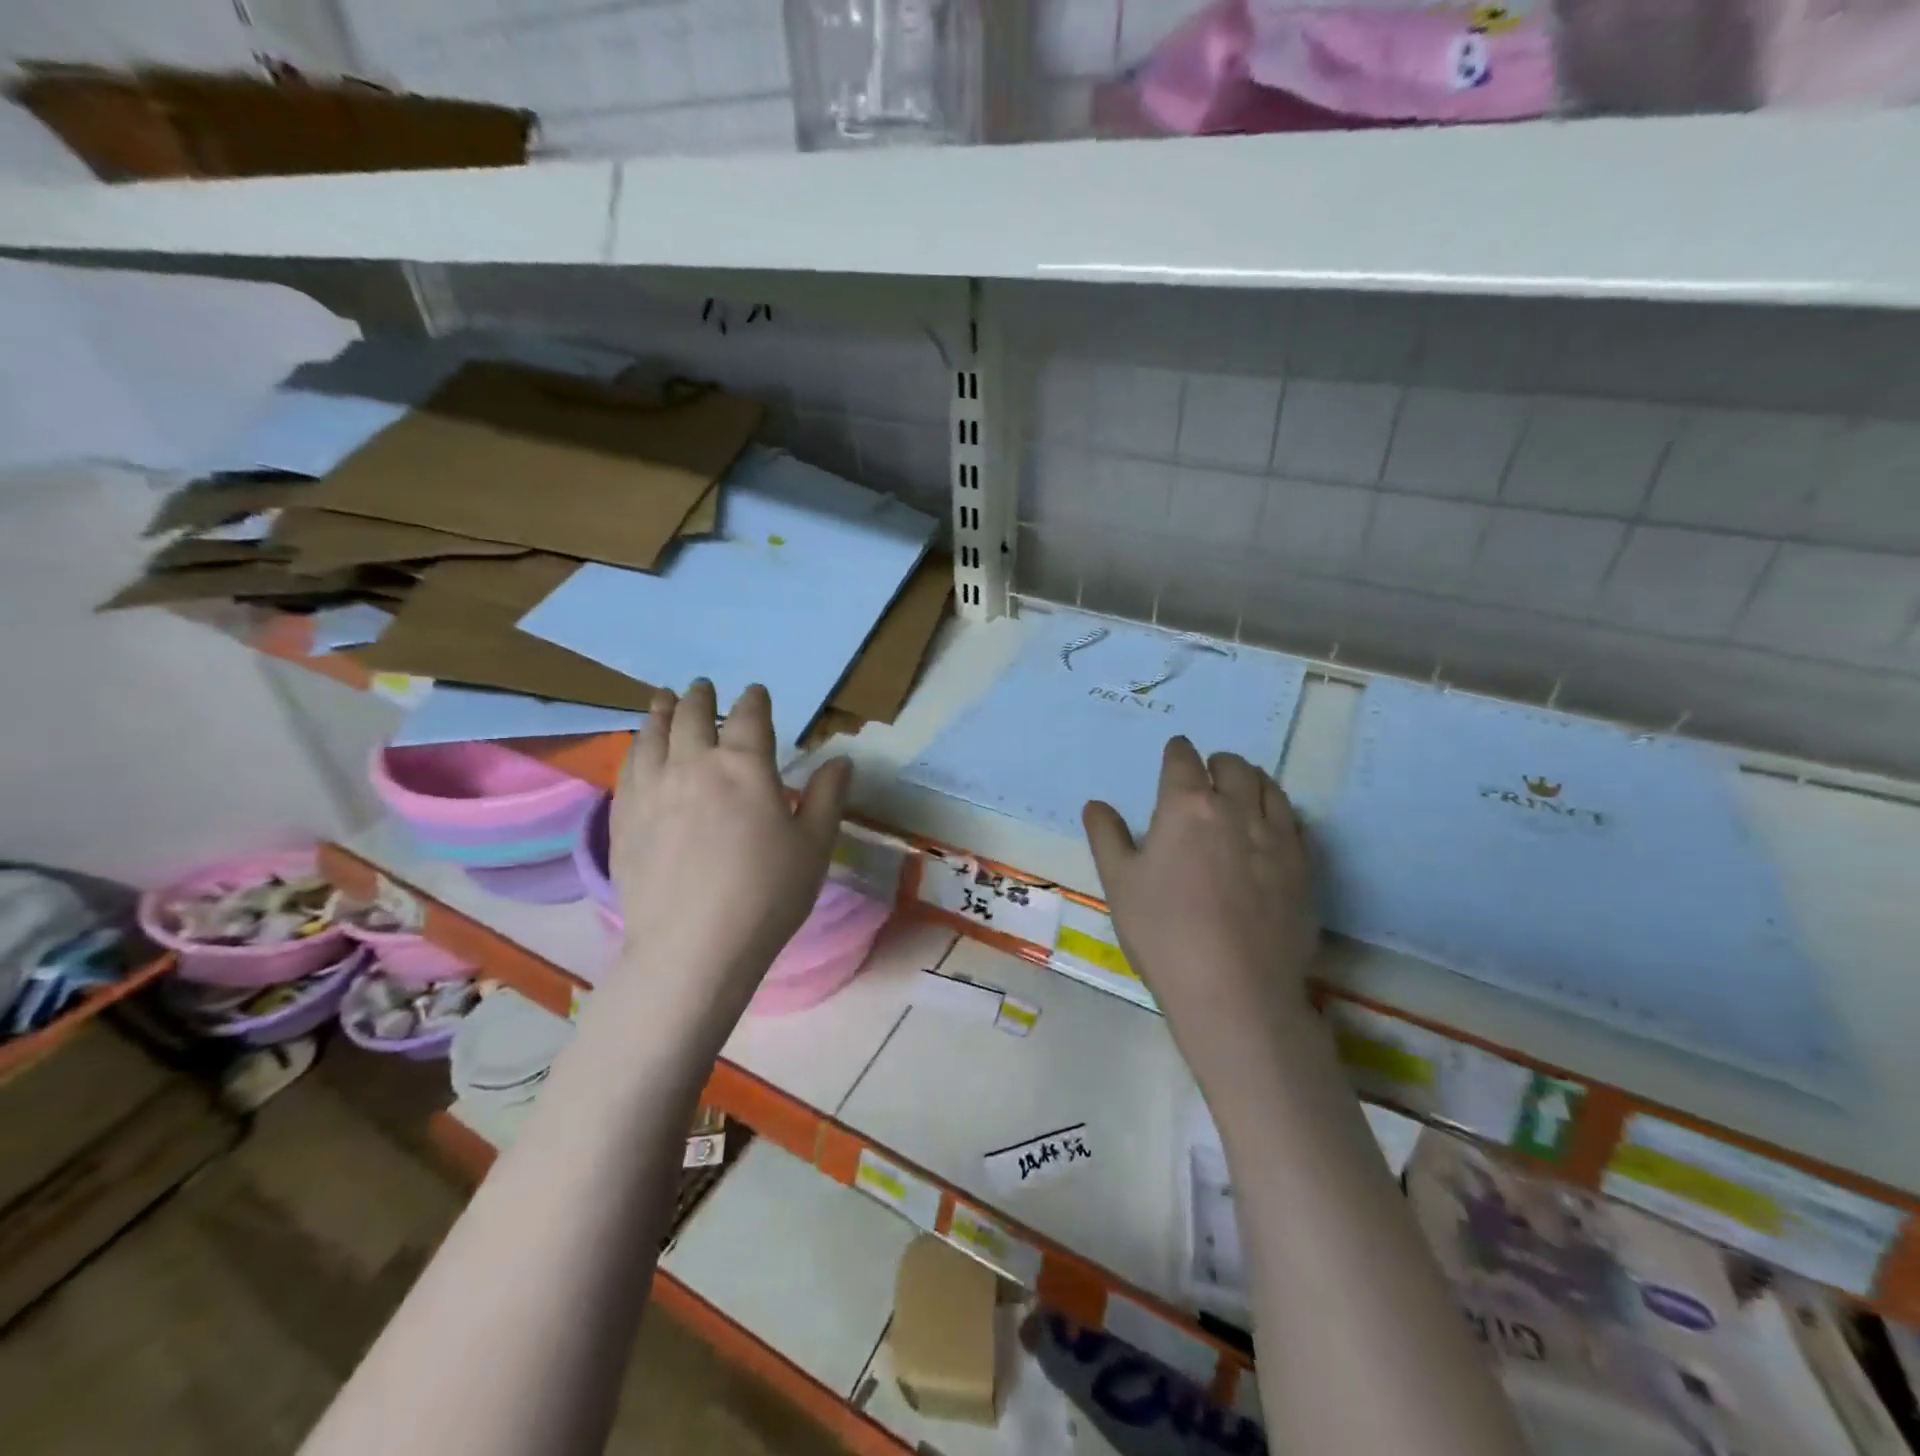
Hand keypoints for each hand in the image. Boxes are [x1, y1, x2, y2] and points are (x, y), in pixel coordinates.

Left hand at [610, 680, 850, 1021]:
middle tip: (702, 686)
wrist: (693, 947)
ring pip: (652, 735)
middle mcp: (694, 764)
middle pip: (694, 716)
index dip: (754, 700)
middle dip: (701, 697)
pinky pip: (628, 768)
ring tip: (663, 699)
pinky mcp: (623, 817)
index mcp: (745, 766)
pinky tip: (638, 750)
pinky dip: (636, 748)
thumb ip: (828, 797)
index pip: (751, 717)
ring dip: (661, 712)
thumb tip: (841, 759)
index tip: (756, 692)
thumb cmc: (767, 894)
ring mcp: (652, 789)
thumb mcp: (814, 846)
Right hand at [1083, 737, 1318, 1047]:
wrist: (1234, 989)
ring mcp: (1276, 836)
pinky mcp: (1303, 866)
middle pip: (1232, 766)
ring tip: (1239, 794)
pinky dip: (1277, 813)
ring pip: (1269, 787)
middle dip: (1216, 764)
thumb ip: (1107, 837)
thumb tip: (1096, 804)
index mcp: (1187, 806)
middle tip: (1206, 776)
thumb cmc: (1163, 932)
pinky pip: (1294, 821)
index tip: (1175, 754)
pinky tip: (1268, 831)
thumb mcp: (1119, 883)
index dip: (1177, 753)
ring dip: (1250, 781)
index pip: (1183, 760)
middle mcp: (1236, 808)